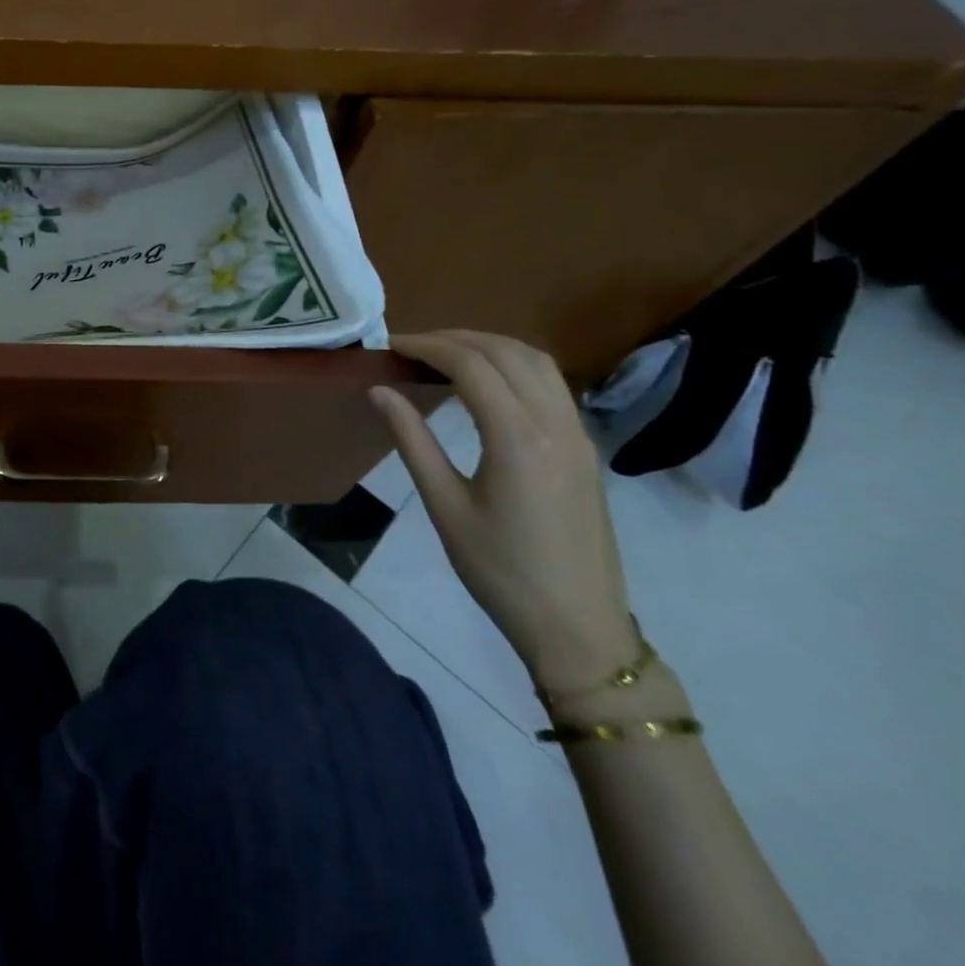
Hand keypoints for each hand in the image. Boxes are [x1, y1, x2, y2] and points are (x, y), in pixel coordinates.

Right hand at [370, 330, 640, 692]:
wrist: (578, 627)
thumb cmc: (500, 571)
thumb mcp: (445, 506)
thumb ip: (412, 441)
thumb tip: (379, 391)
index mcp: (517, 438)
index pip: (471, 364)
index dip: (427, 346)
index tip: (391, 346)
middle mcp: (555, 424)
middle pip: (507, 352)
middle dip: (456, 338)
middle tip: (412, 347)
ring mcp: (578, 434)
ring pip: (537, 362)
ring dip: (490, 346)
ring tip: (445, 356)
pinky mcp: (585, 449)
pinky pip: (552, 384)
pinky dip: (515, 366)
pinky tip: (487, 384)